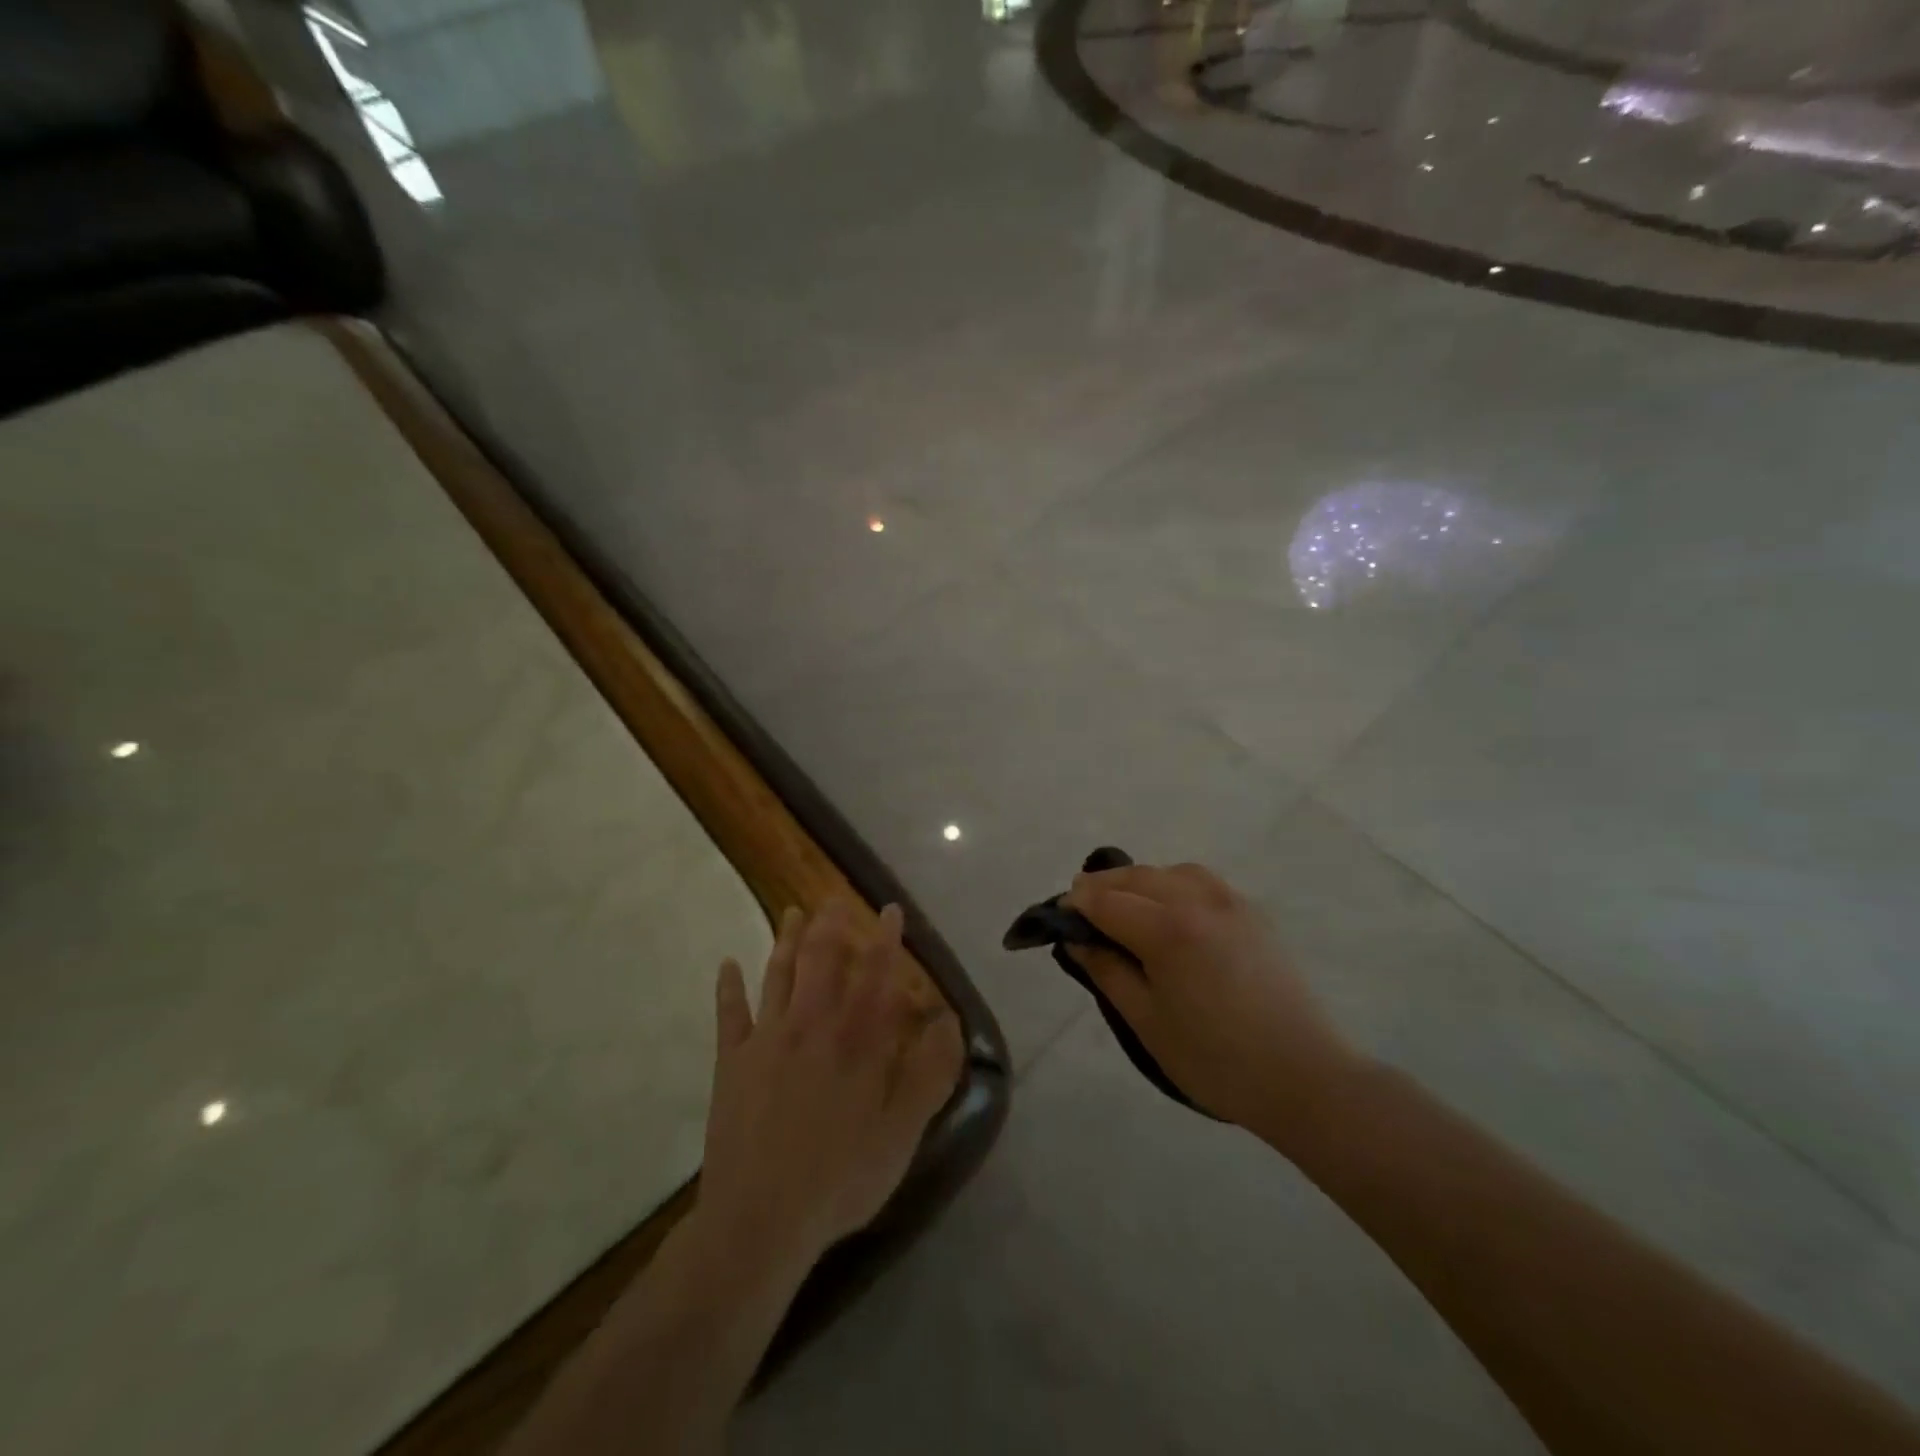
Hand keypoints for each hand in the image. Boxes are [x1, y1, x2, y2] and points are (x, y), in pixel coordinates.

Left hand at [697, 901, 962, 1273]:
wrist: (760, 1219)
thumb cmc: (841, 1178)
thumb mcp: (903, 1133)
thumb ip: (930, 1074)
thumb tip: (949, 1022)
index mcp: (856, 1040)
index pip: (875, 975)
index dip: (885, 939)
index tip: (890, 910)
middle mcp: (812, 1025)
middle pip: (822, 961)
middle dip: (831, 926)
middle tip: (834, 899)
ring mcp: (767, 1039)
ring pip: (779, 975)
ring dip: (785, 940)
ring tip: (792, 912)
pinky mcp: (731, 1062)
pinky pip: (729, 1014)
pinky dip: (728, 987)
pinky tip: (726, 965)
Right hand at [1065, 862, 1362, 1138]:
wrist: (1304, 1077)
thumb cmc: (1216, 1060)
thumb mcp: (1147, 1022)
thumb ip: (1107, 972)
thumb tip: (1077, 941)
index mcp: (1167, 929)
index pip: (1106, 901)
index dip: (1076, 905)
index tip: (1058, 916)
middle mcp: (1197, 900)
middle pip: (1136, 876)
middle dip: (1102, 886)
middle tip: (1081, 909)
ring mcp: (1230, 902)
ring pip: (1169, 871)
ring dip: (1139, 881)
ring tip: (1124, 905)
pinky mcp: (1252, 913)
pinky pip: (1201, 881)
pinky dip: (1173, 883)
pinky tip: (1169, 909)